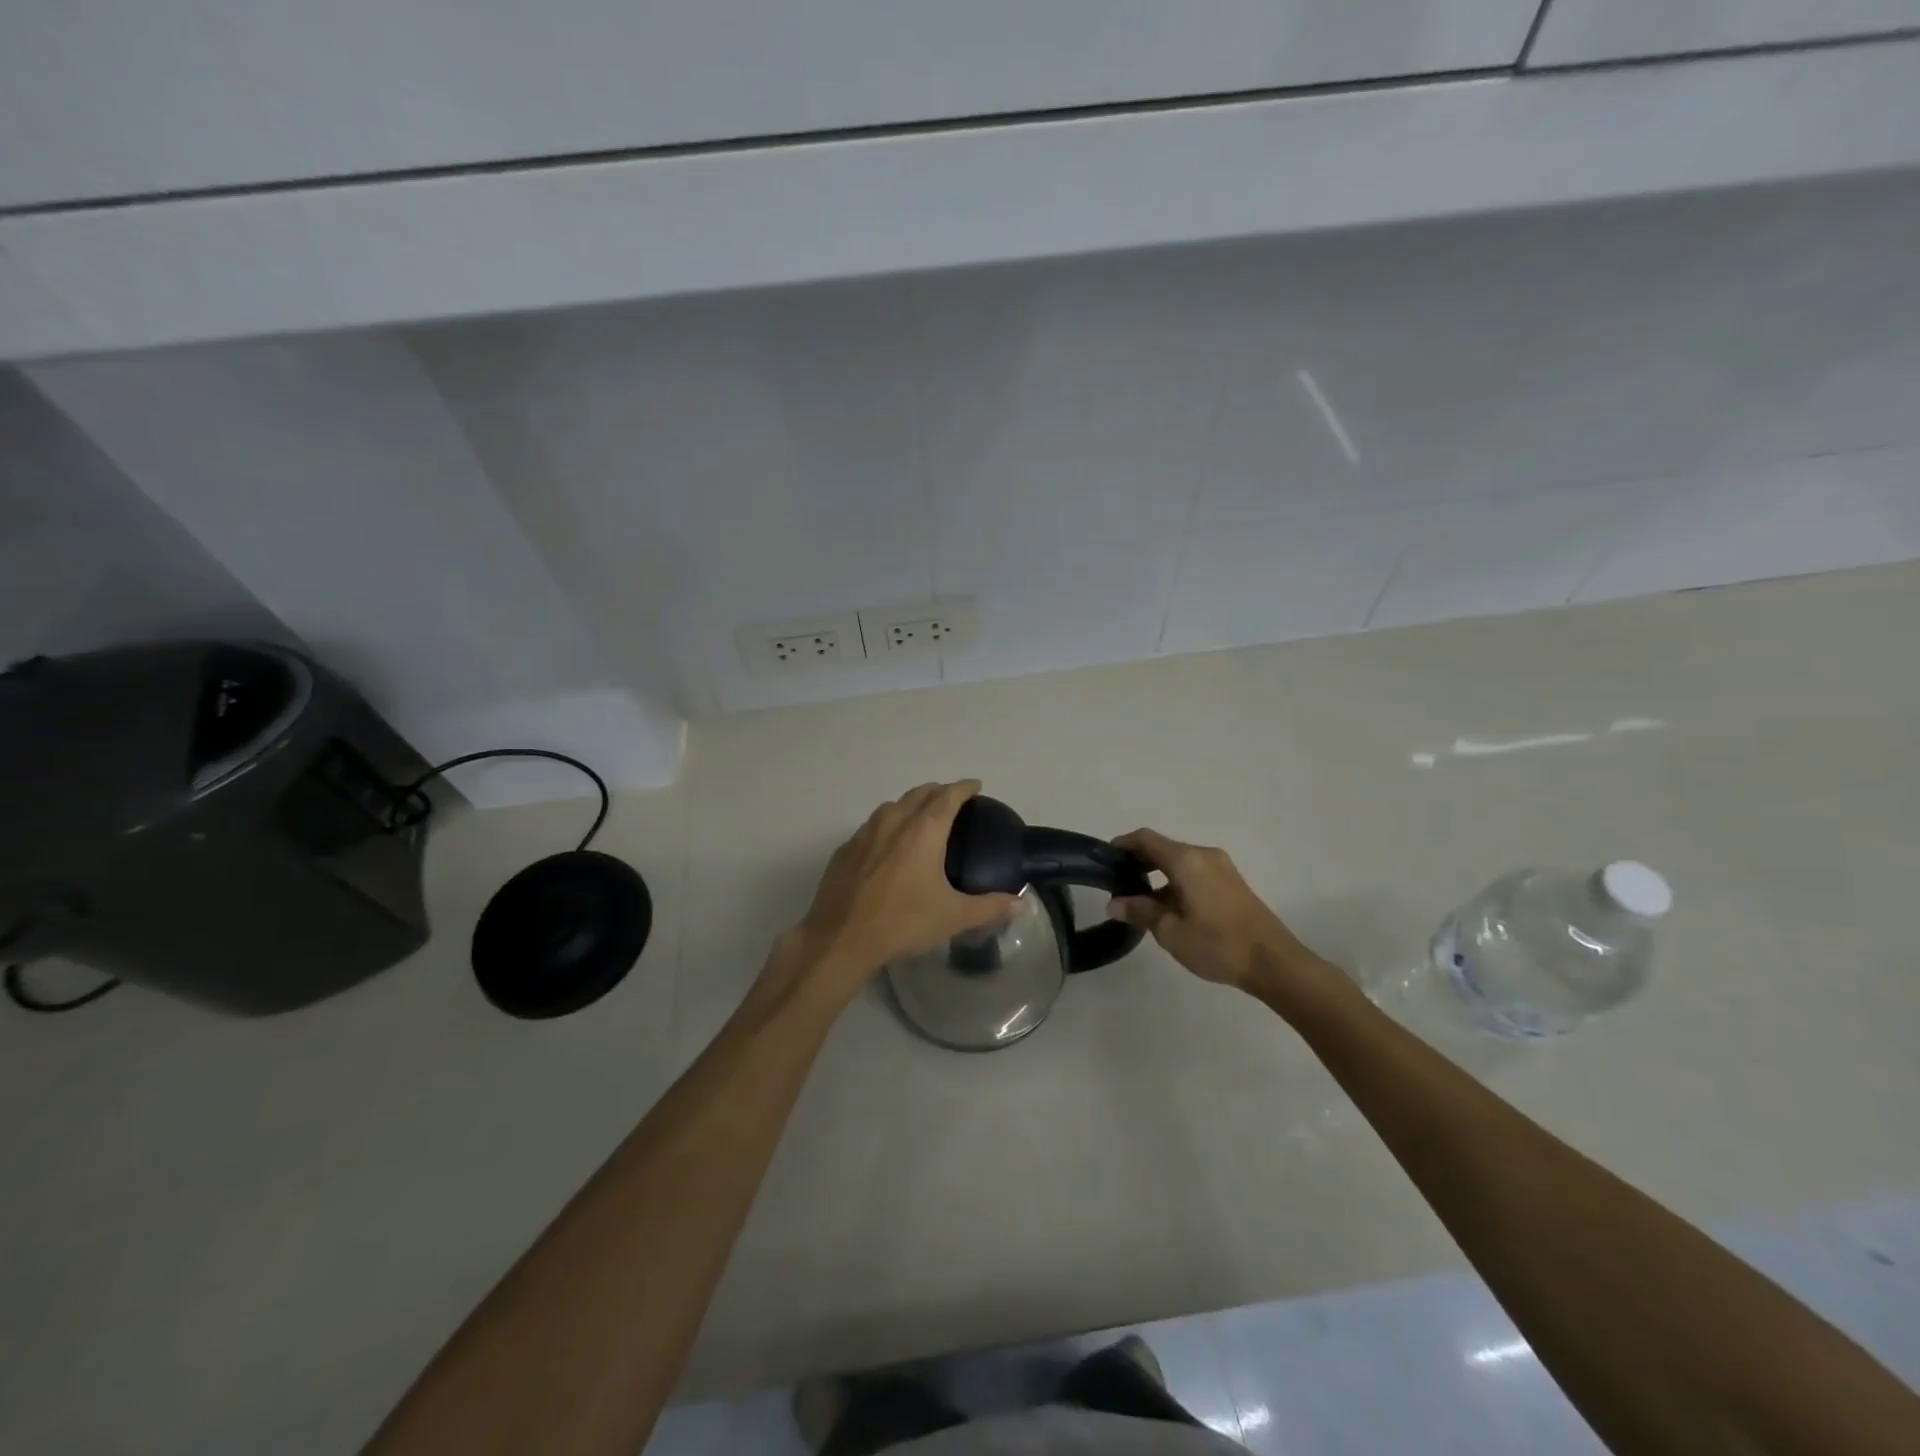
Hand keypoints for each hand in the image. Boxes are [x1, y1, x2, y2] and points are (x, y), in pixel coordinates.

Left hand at [782, 781, 1019, 1002]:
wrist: (841, 939)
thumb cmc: (903, 922)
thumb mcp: (953, 917)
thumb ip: (989, 907)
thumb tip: (1018, 903)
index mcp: (923, 830)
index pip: (948, 796)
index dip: (964, 788)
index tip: (975, 786)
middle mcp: (894, 821)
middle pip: (920, 793)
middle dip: (939, 791)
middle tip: (953, 801)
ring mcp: (865, 833)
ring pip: (893, 806)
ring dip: (911, 805)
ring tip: (922, 819)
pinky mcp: (845, 849)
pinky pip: (872, 826)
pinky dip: (888, 826)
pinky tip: (889, 847)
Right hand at [1108, 828, 1322, 992]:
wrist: (1274, 963)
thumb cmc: (1217, 944)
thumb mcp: (1171, 931)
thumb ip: (1141, 912)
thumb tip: (1114, 904)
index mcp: (1186, 860)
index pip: (1145, 839)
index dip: (1122, 845)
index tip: (1104, 859)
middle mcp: (1204, 855)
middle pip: (1163, 848)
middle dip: (1139, 862)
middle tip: (1118, 884)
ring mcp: (1221, 867)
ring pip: (1180, 862)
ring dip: (1158, 875)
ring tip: (1140, 902)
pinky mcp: (1232, 883)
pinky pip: (1195, 872)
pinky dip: (1176, 881)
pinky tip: (1169, 908)